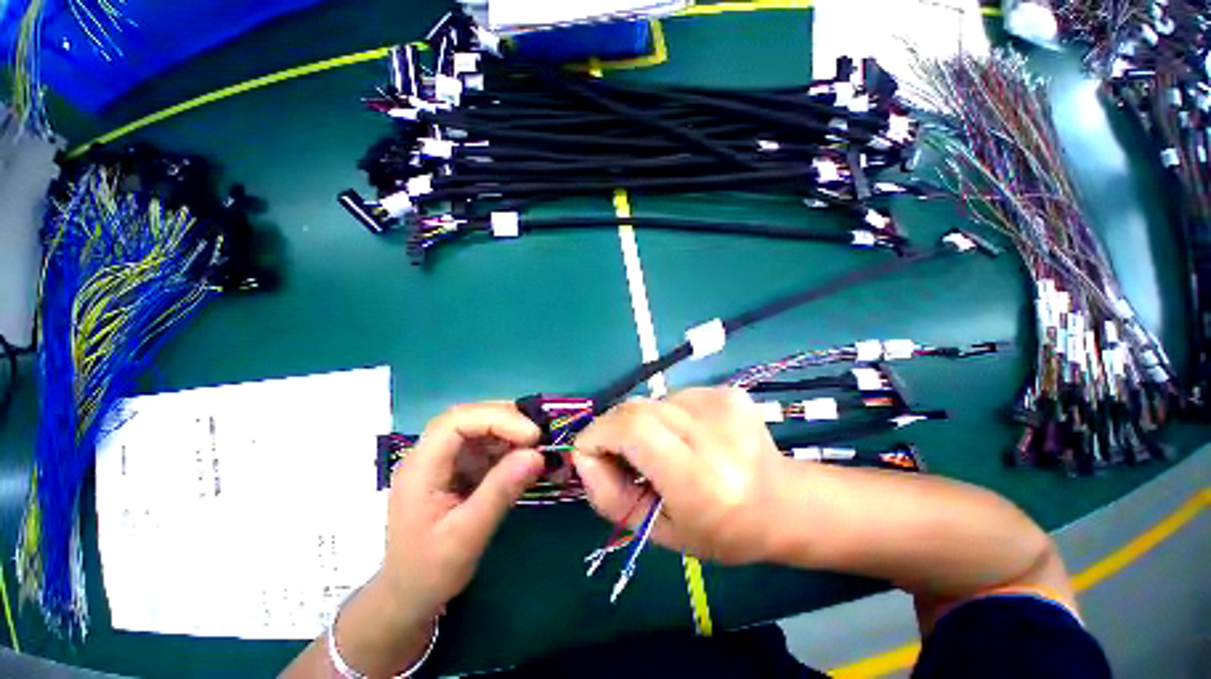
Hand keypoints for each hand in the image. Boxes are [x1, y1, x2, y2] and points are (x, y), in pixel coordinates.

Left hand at [378, 402, 544, 619]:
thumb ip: (500, 492)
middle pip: (467, 417)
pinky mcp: (457, 468)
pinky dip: (508, 446)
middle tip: (538, 435)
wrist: (408, 596)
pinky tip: (524, 458)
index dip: (496, 419)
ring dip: (509, 431)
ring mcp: (443, 460)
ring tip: (536, 445)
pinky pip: (484, 445)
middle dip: (505, 419)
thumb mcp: (466, 537)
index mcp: (421, 468)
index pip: (456, 422)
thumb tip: (536, 454)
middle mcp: (429, 455)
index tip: (531, 436)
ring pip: (478, 427)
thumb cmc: (429, 571)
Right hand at [572, 387, 788, 564]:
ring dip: (644, 425)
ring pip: (651, 401)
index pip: (631, 428)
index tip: (591, 454)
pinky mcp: (728, 390)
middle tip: (624, 457)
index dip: (598, 435)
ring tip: (668, 450)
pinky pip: (673, 396)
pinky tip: (691, 436)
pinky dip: (667, 416)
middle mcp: (713, 432)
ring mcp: (723, 403)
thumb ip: (608, 496)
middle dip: (614, 430)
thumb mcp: (657, 530)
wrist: (784, 503)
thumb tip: (583, 453)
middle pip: (636, 409)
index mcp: (699, 477)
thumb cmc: (720, 530)